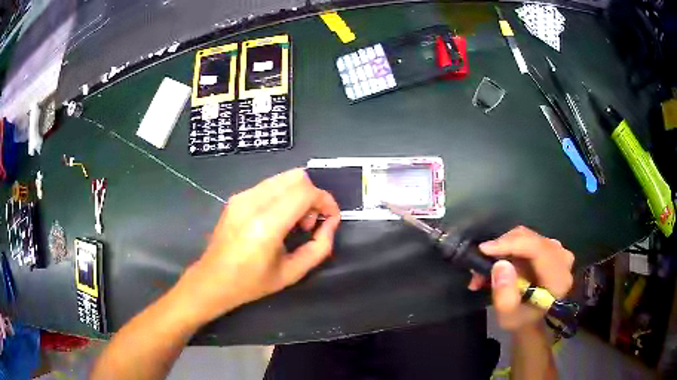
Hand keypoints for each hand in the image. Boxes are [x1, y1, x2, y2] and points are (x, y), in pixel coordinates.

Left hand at [175, 169, 340, 323]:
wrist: (212, 280)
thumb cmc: (251, 283)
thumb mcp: (293, 273)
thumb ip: (319, 247)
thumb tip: (331, 223)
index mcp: (265, 225)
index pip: (305, 192)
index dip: (325, 200)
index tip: (331, 218)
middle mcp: (252, 203)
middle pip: (296, 177)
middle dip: (313, 195)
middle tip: (311, 222)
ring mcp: (242, 196)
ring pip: (284, 177)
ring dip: (299, 194)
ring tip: (295, 222)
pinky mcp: (237, 197)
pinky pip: (270, 185)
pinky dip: (284, 195)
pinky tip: (279, 219)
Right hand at [467, 226, 573, 331]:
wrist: (532, 319)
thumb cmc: (521, 320)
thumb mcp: (508, 317)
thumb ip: (505, 295)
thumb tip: (500, 265)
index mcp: (558, 278)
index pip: (537, 249)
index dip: (511, 244)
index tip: (484, 250)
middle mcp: (562, 258)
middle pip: (530, 239)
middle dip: (501, 248)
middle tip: (478, 266)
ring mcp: (557, 250)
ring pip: (525, 236)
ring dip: (502, 249)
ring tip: (484, 269)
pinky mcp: (549, 246)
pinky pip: (526, 239)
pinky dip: (508, 248)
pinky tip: (497, 263)